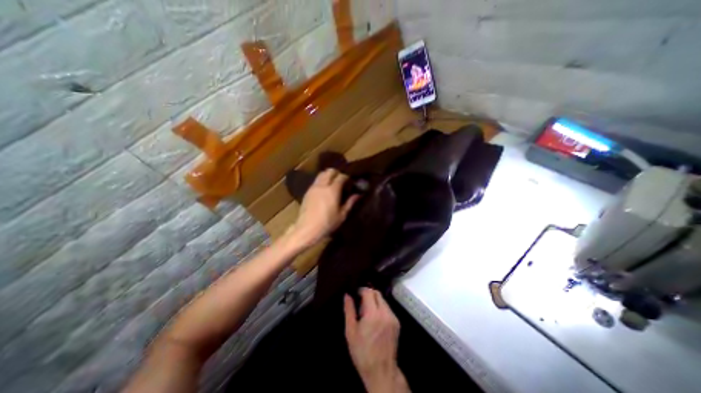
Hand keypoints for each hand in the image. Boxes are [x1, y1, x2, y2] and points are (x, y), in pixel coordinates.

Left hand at [287, 167, 357, 247]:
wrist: (307, 229)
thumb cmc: (327, 223)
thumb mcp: (342, 215)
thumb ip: (350, 203)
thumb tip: (358, 195)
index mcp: (332, 190)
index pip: (341, 176)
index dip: (347, 177)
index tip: (350, 181)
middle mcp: (322, 185)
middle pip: (330, 171)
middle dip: (337, 173)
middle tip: (342, 180)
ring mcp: (313, 187)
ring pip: (321, 174)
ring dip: (328, 175)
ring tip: (333, 182)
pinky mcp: (307, 192)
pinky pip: (316, 181)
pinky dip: (321, 180)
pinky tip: (324, 189)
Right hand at [343, 288, 408, 391]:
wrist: (381, 371)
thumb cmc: (362, 352)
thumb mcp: (351, 331)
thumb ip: (349, 310)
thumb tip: (347, 295)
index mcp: (373, 314)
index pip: (369, 292)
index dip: (361, 290)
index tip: (355, 294)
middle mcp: (385, 312)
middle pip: (377, 293)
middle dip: (368, 294)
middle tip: (360, 304)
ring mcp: (393, 317)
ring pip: (383, 300)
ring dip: (374, 301)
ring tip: (367, 313)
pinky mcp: (397, 323)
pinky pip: (387, 308)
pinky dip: (380, 308)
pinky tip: (375, 320)